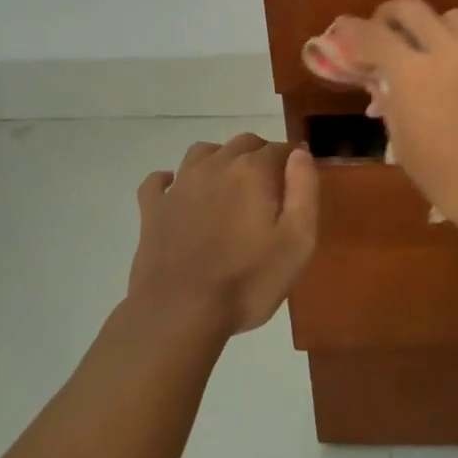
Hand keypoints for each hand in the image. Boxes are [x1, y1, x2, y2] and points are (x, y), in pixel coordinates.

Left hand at [129, 134, 318, 338]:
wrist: (179, 313)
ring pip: (203, 152)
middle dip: (261, 156)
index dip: (294, 161)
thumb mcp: (297, 241)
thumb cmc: (247, 281)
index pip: (280, 149)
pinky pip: (159, 180)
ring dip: (221, 159)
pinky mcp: (153, 208)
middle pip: (244, 143)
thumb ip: (304, 190)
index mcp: (252, 172)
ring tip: (230, 186)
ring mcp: (180, 185)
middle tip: (270, 189)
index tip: (300, 182)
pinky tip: (178, 192)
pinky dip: (171, 179)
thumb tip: (300, 153)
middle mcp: (215, 166)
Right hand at [322, 0, 457, 232]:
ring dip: (429, 25)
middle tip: (380, 33)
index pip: (372, 34)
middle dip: (388, 15)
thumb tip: (380, 85)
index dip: (352, 31)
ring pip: (450, 16)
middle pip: (412, 9)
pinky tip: (455, 73)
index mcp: (413, 73)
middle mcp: (447, 52)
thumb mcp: (405, 145)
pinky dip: (457, 46)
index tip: (343, 33)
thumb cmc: (450, 179)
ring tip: (423, 50)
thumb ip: (390, 105)